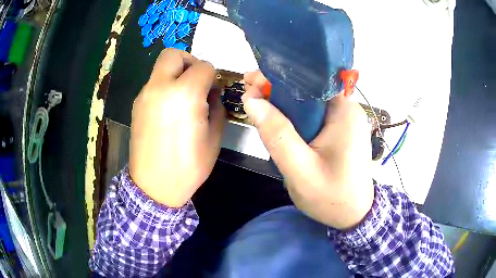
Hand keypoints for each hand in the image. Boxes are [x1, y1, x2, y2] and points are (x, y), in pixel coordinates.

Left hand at [129, 49, 224, 206]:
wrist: (154, 187)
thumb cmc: (188, 166)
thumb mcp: (214, 138)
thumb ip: (217, 107)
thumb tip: (211, 92)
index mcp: (184, 94)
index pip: (203, 66)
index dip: (212, 77)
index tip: (213, 91)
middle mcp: (160, 87)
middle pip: (173, 54)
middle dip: (189, 61)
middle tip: (196, 82)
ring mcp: (144, 95)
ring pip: (161, 68)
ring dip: (175, 75)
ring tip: (182, 99)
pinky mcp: (136, 105)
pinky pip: (153, 84)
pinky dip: (164, 87)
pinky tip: (168, 110)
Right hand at [243, 71, 373, 229]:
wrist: (354, 216)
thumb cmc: (332, 197)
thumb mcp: (300, 170)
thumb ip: (277, 135)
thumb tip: (252, 101)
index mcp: (344, 111)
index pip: (309, 81)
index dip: (278, 78)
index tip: (251, 81)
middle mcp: (347, 109)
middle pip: (307, 90)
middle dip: (277, 90)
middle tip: (249, 95)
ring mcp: (345, 120)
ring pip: (308, 104)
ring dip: (283, 105)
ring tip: (257, 106)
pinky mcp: (341, 131)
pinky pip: (313, 116)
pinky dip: (294, 118)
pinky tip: (277, 121)